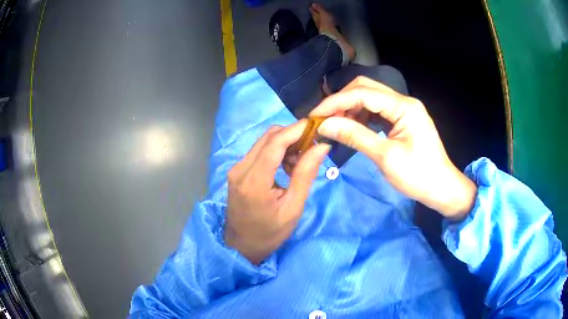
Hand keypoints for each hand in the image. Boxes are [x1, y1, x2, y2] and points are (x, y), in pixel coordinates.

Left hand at [225, 121, 330, 264]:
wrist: (241, 245)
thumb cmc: (270, 233)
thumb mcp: (293, 207)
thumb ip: (305, 174)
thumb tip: (321, 147)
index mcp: (254, 181)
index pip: (275, 143)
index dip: (297, 130)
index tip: (317, 126)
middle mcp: (240, 169)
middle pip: (268, 137)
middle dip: (292, 136)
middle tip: (311, 149)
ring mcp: (236, 168)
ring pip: (263, 141)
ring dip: (284, 144)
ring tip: (299, 163)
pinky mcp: (237, 171)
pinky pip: (258, 151)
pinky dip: (275, 152)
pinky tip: (285, 167)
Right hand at [310, 76, 476, 220]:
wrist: (441, 188)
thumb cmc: (418, 176)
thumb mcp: (385, 157)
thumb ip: (355, 136)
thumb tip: (324, 125)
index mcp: (404, 107)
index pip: (362, 93)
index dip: (335, 102)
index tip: (314, 116)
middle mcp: (403, 101)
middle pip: (365, 88)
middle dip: (341, 101)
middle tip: (323, 119)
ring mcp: (404, 109)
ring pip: (370, 98)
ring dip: (350, 108)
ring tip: (334, 125)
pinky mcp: (402, 119)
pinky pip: (377, 111)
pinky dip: (361, 116)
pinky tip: (351, 128)